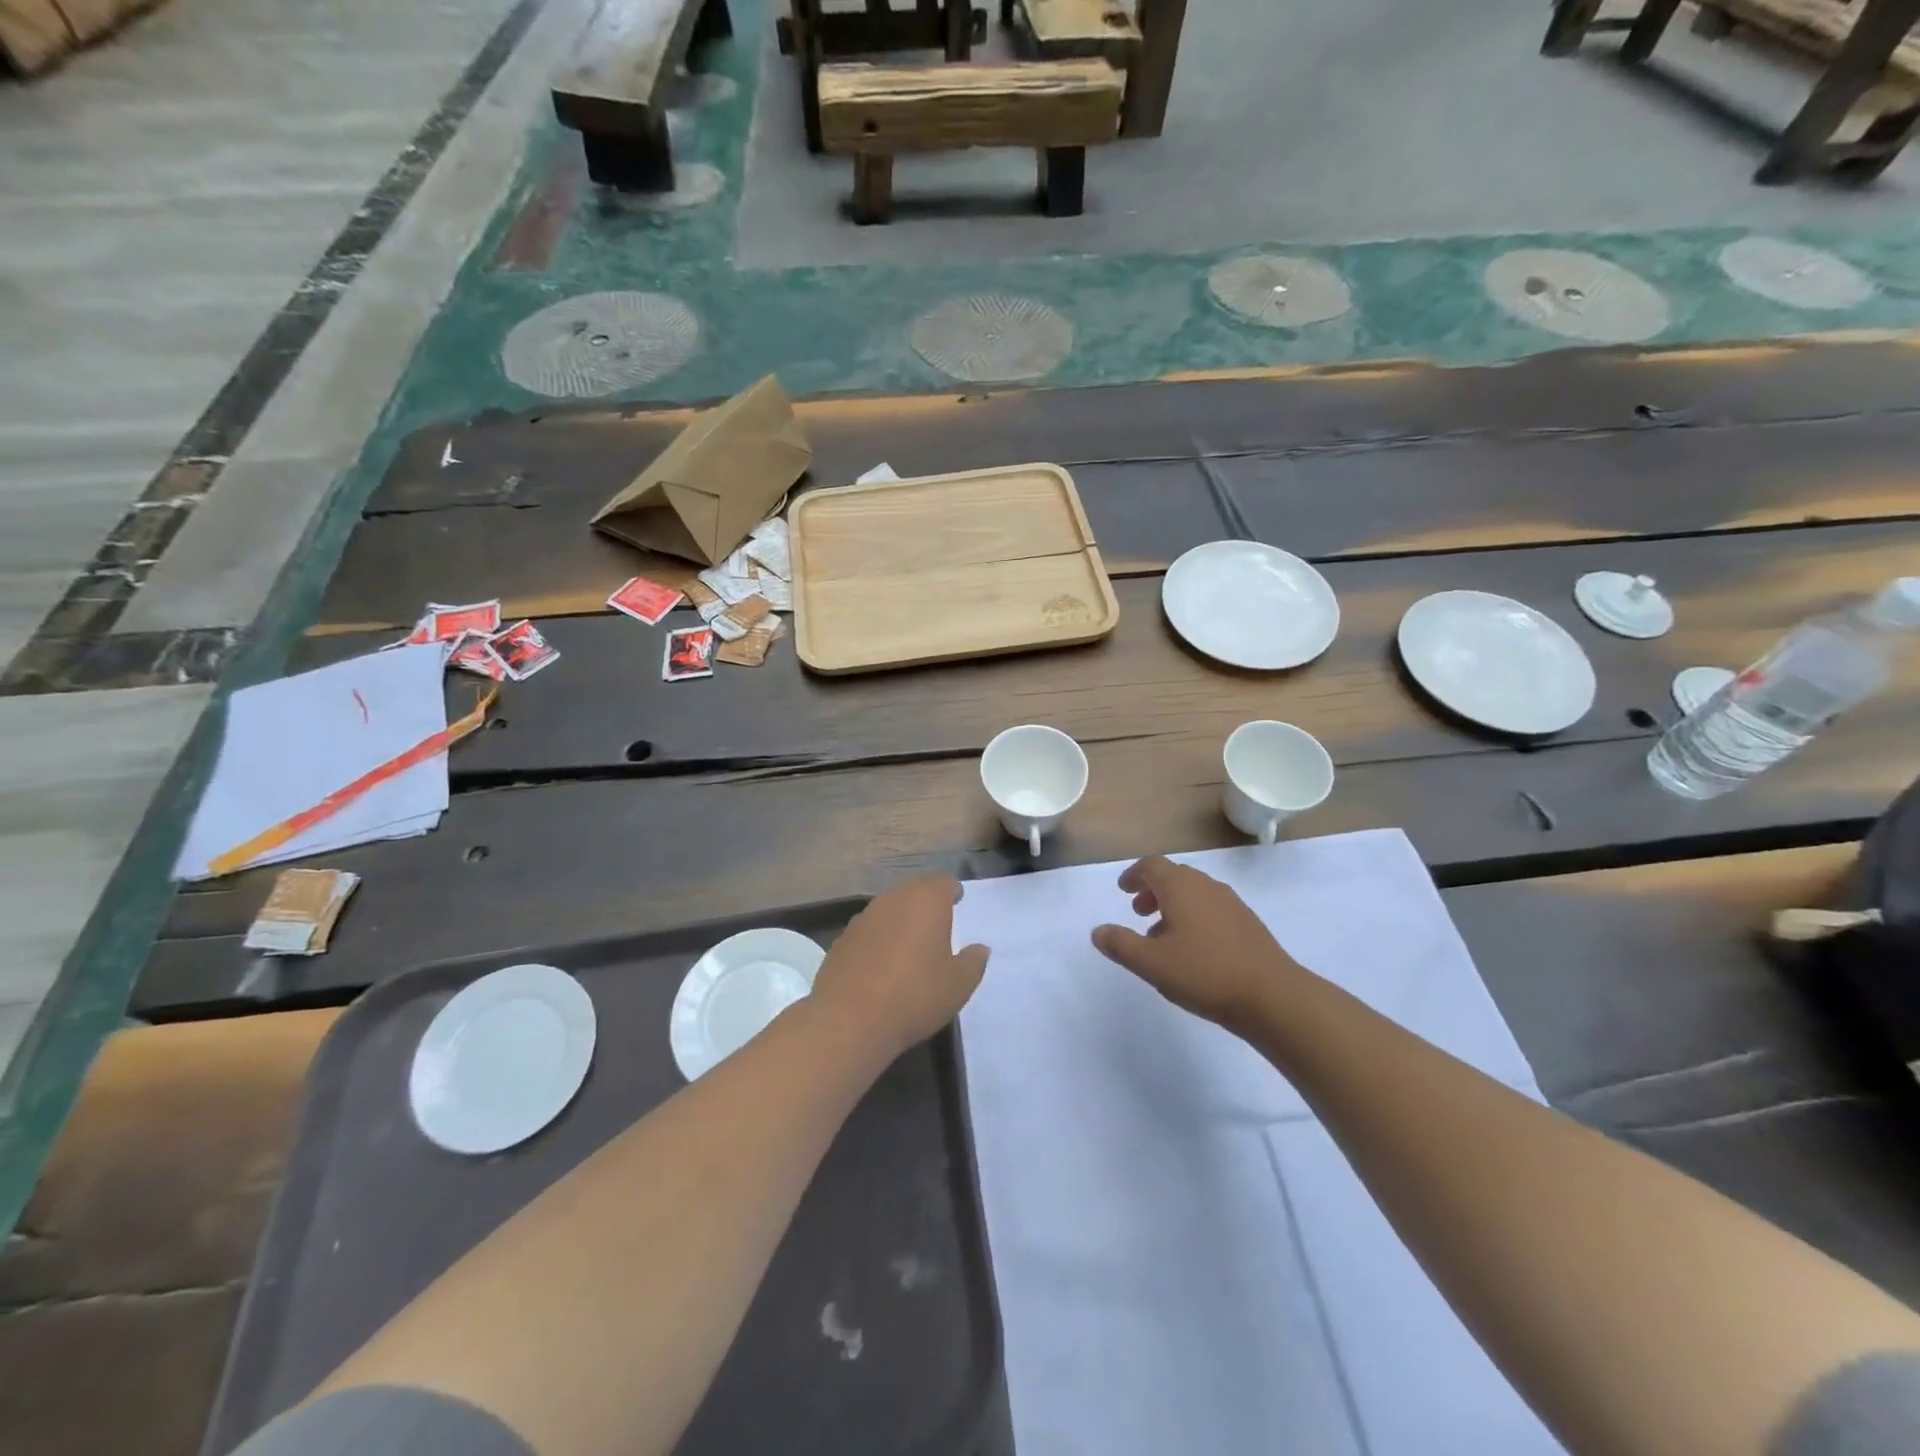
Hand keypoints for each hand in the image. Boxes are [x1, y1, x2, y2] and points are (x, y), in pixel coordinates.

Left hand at [809, 876, 988, 1060]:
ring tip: (911, 943)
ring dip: (901, 919)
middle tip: (938, 922)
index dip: (952, 891)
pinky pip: (869, 930)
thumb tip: (980, 948)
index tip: (957, 900)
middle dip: (926, 903)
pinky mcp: (842, 939)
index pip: (943, 883)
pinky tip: (882, 963)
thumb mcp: (958, 985)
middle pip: (914, 891)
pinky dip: (879, 938)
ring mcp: (864, 918)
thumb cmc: (914, 996)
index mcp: (926, 902)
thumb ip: (973, 962)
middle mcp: (893, 900)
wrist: (849, 1020)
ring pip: (889, 908)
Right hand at [1091, 856, 1304, 1034]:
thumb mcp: (1151, 963)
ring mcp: (1231, 904)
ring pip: (1195, 894)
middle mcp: (1206, 886)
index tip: (1123, 890)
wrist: (1272, 996)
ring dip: (1173, 906)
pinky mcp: (1248, 924)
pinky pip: (1212, 909)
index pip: (1152, 866)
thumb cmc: (1204, 973)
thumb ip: (1121, 944)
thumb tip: (1098, 931)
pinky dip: (1194, 917)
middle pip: (1174, 876)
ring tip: (1161, 936)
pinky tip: (1193, 950)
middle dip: (1152, 890)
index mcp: (1181, 887)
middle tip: (1138, 912)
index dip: (1134, 875)